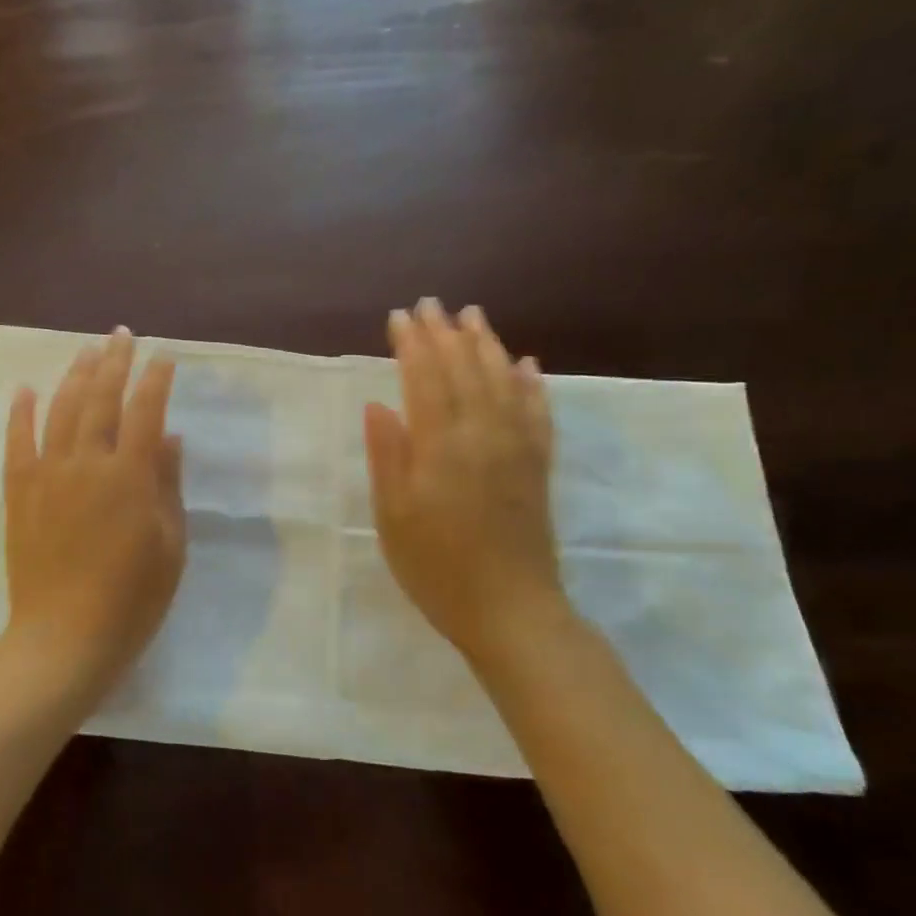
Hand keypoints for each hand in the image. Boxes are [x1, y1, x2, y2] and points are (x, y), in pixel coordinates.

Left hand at [0, 328, 185, 716]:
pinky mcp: (20, 493)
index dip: (155, 381)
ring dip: (75, 376)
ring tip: (87, 351)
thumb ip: (168, 485)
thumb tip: (169, 437)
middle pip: (101, 400)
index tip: (164, 357)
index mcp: (130, 476)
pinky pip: (18, 443)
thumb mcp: (170, 545)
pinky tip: (25, 389)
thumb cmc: (133, 598)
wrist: (65, 638)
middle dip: (114, 363)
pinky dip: (20, 413)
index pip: (146, 412)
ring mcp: (48, 476)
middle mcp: (87, 464)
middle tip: (122, 335)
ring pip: (61, 411)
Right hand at [364, 299, 567, 667]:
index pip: (425, 379)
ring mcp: (517, 448)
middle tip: (431, 304)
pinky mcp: (538, 467)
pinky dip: (531, 384)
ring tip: (473, 317)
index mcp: (442, 446)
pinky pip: (538, 413)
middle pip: (464, 371)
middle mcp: (483, 435)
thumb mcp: (393, 517)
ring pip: (503, 381)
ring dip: (487, 345)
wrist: (511, 611)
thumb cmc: (437, 568)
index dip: (411, 345)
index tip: (399, 317)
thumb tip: (378, 404)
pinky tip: (527, 364)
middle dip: (445, 334)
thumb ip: (387, 456)